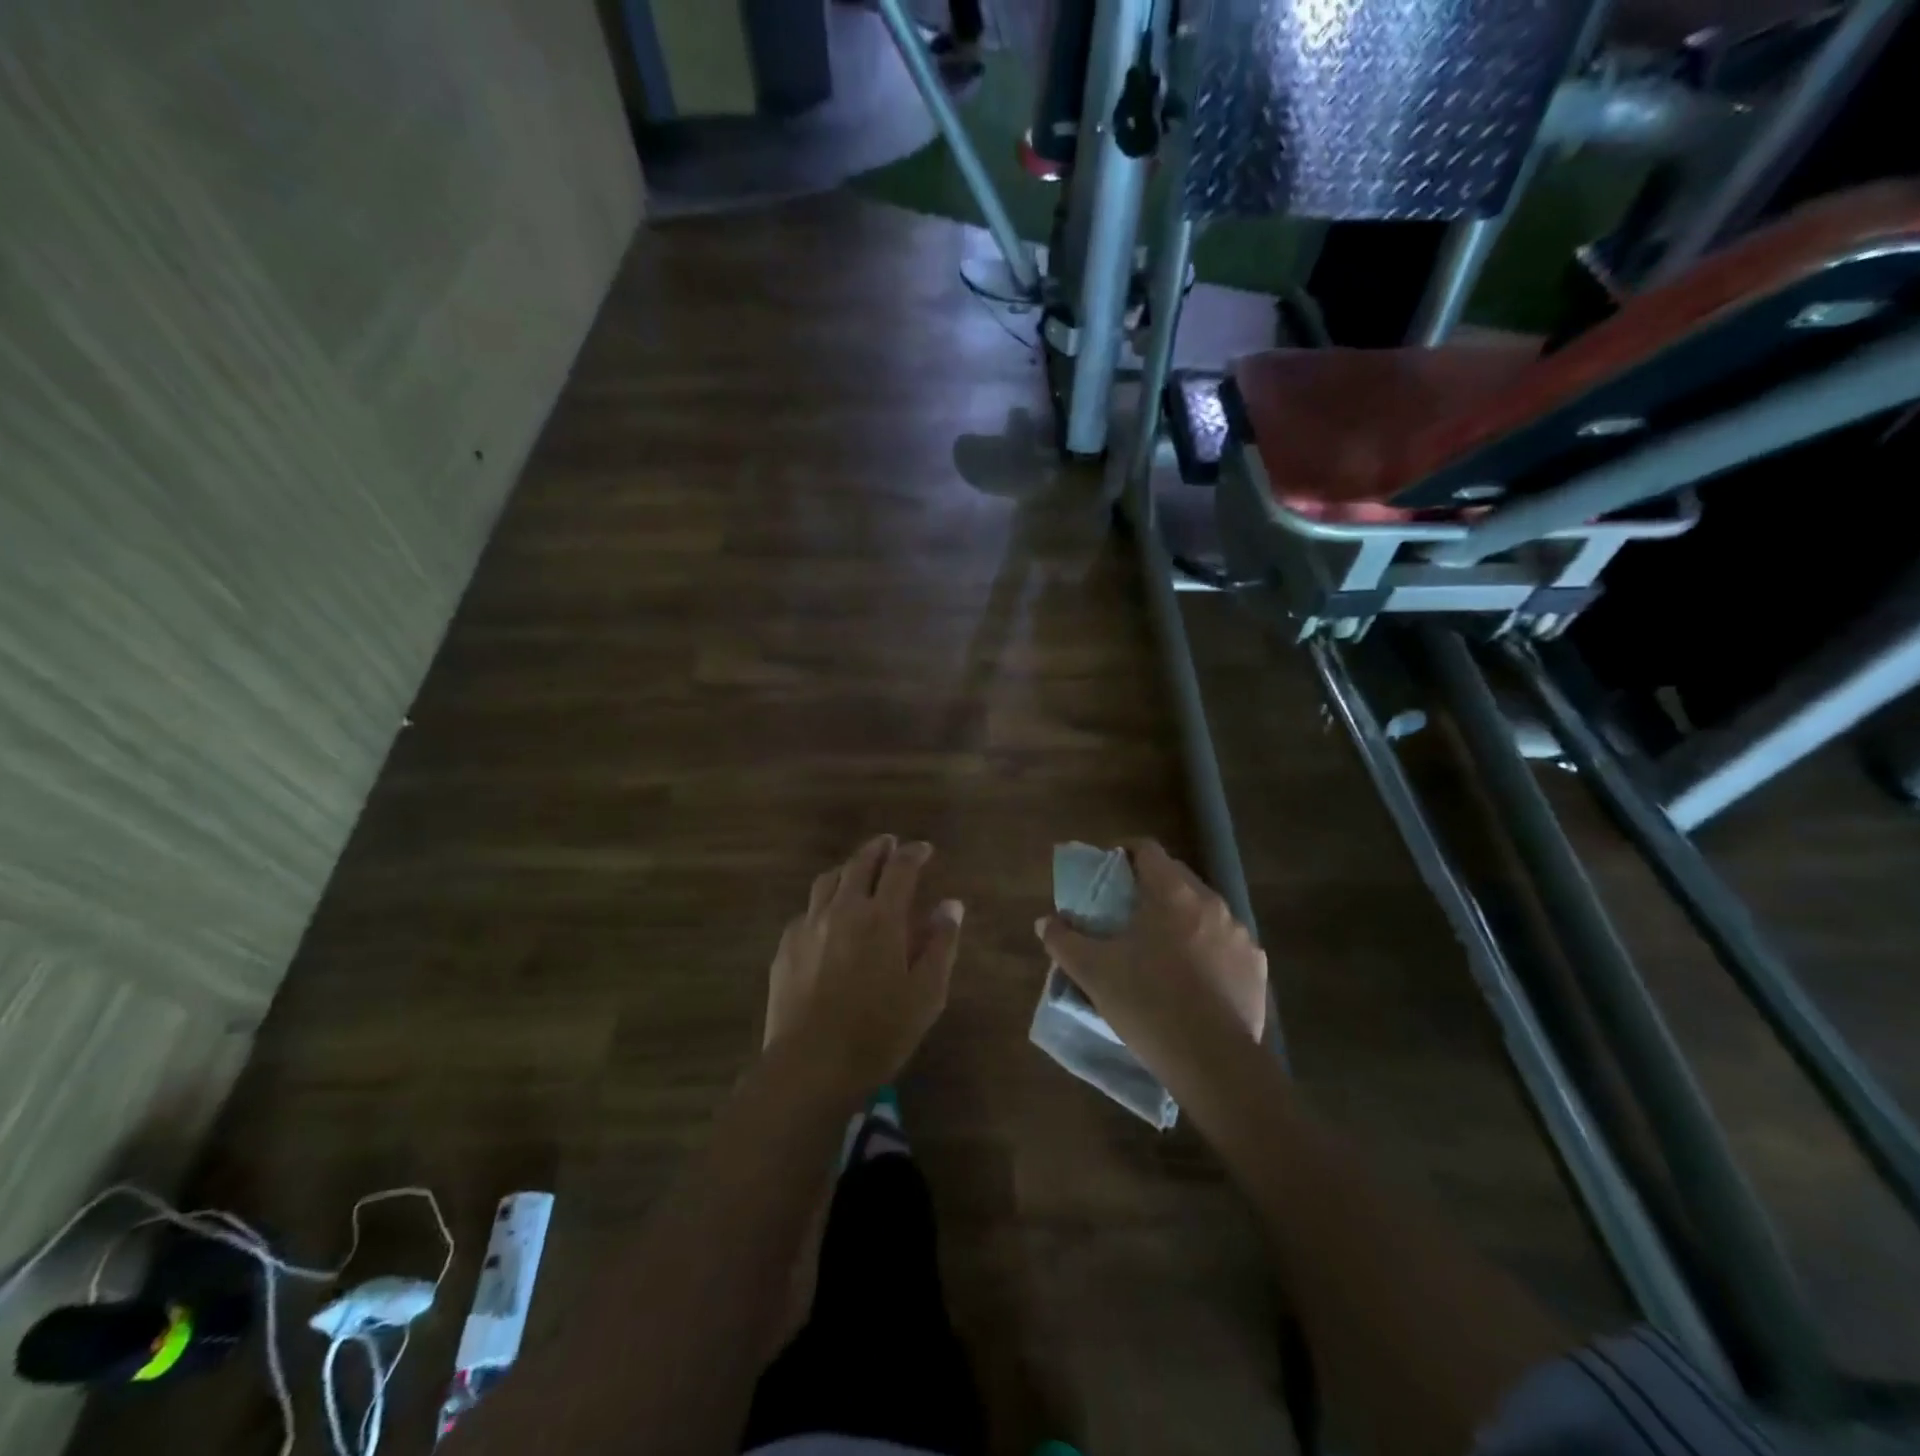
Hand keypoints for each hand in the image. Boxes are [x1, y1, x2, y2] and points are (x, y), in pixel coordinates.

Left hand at [764, 836, 963, 1094]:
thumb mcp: (926, 993)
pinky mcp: (786, 946)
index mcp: (881, 917)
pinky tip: (828, 918)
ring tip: (858, 872)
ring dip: (848, 869)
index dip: (914, 853)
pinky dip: (824, 902)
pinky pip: (807, 910)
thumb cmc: (879, 1032)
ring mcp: (809, 925)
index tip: (924, 849)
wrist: (810, 1065)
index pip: (900, 868)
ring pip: (828, 880)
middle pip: (859, 863)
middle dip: (878, 849)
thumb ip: (941, 944)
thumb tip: (950, 905)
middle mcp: (843, 910)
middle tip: (890, 845)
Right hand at [1035, 841, 1265, 1092]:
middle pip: (1176, 876)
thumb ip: (1064, 941)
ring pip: (1203, 909)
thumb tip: (1045, 922)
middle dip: (1150, 885)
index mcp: (1171, 894)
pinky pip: (1225, 941)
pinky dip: (1207, 946)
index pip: (1147, 849)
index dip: (1124, 852)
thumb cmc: (1148, 1004)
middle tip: (1127, 911)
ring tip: (1160, 946)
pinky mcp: (1255, 964)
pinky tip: (1192, 975)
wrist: (1213, 1062)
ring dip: (1181, 916)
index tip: (1108, 870)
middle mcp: (1210, 902)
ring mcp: (1239, 933)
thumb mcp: (1093, 972)